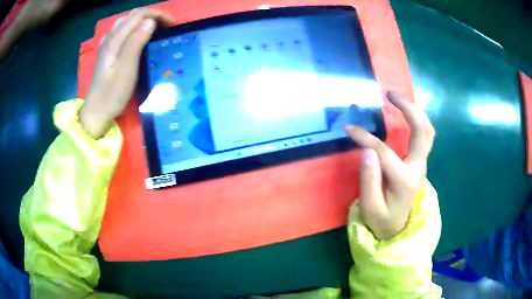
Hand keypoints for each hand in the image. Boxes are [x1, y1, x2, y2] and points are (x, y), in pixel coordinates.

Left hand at [80, 9, 172, 138]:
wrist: (96, 111)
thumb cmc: (113, 93)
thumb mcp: (127, 67)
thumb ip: (137, 41)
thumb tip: (150, 21)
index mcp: (116, 38)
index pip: (139, 14)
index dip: (158, 14)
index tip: (172, 25)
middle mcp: (110, 36)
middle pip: (133, 15)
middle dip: (152, 16)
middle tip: (166, 27)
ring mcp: (107, 44)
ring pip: (127, 21)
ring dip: (143, 21)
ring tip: (154, 30)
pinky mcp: (106, 52)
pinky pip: (121, 31)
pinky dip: (133, 28)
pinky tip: (136, 37)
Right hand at [345, 91, 434, 239]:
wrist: (395, 227)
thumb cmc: (381, 219)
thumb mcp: (370, 207)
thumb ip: (369, 179)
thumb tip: (367, 149)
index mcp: (405, 180)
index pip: (384, 152)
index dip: (365, 138)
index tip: (349, 128)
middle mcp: (418, 168)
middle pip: (423, 131)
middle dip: (408, 108)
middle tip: (389, 94)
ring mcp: (421, 164)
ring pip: (427, 130)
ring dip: (414, 111)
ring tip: (396, 98)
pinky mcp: (418, 162)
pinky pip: (423, 135)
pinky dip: (416, 119)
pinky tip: (404, 112)